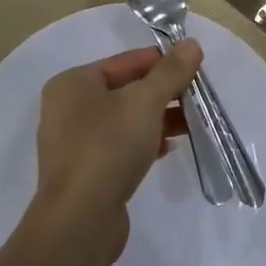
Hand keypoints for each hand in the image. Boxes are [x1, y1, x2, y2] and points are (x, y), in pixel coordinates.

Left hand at [32, 42, 201, 265]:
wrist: (79, 221)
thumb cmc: (108, 148)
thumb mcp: (145, 102)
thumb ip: (170, 72)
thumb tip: (191, 44)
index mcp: (73, 83)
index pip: (125, 61)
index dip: (162, 62)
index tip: (195, 68)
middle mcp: (68, 108)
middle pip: (125, 89)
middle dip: (163, 92)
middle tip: (197, 96)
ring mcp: (75, 142)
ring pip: (125, 119)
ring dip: (158, 118)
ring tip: (192, 122)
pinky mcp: (86, 171)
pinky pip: (120, 145)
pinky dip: (144, 141)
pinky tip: (169, 147)